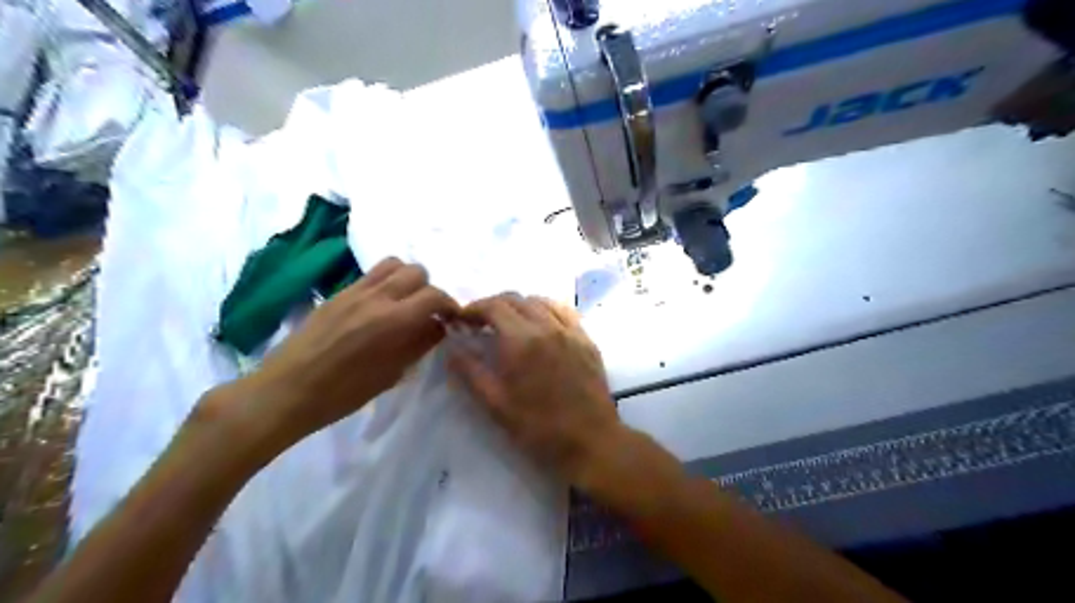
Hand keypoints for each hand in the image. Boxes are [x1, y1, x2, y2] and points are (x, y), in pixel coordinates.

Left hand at [211, 256, 456, 454]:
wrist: (286, 390)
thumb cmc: (343, 392)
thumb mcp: (391, 374)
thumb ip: (419, 344)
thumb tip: (438, 326)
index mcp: (394, 320)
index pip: (435, 296)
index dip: (450, 305)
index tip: (452, 319)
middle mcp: (377, 296)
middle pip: (417, 272)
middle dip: (429, 290)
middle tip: (427, 312)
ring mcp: (355, 290)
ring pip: (394, 264)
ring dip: (407, 279)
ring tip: (405, 302)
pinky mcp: (338, 293)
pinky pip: (371, 275)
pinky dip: (386, 282)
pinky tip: (381, 306)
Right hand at [450, 294, 622, 486]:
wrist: (590, 441)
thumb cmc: (538, 428)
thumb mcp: (496, 404)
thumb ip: (470, 372)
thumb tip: (452, 348)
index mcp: (521, 341)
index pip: (493, 306)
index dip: (473, 308)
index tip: (461, 320)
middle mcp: (547, 326)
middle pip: (515, 299)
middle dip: (492, 306)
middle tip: (480, 324)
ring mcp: (570, 331)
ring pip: (540, 301)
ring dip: (518, 306)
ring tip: (508, 324)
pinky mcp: (587, 339)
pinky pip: (563, 312)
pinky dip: (544, 310)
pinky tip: (540, 325)